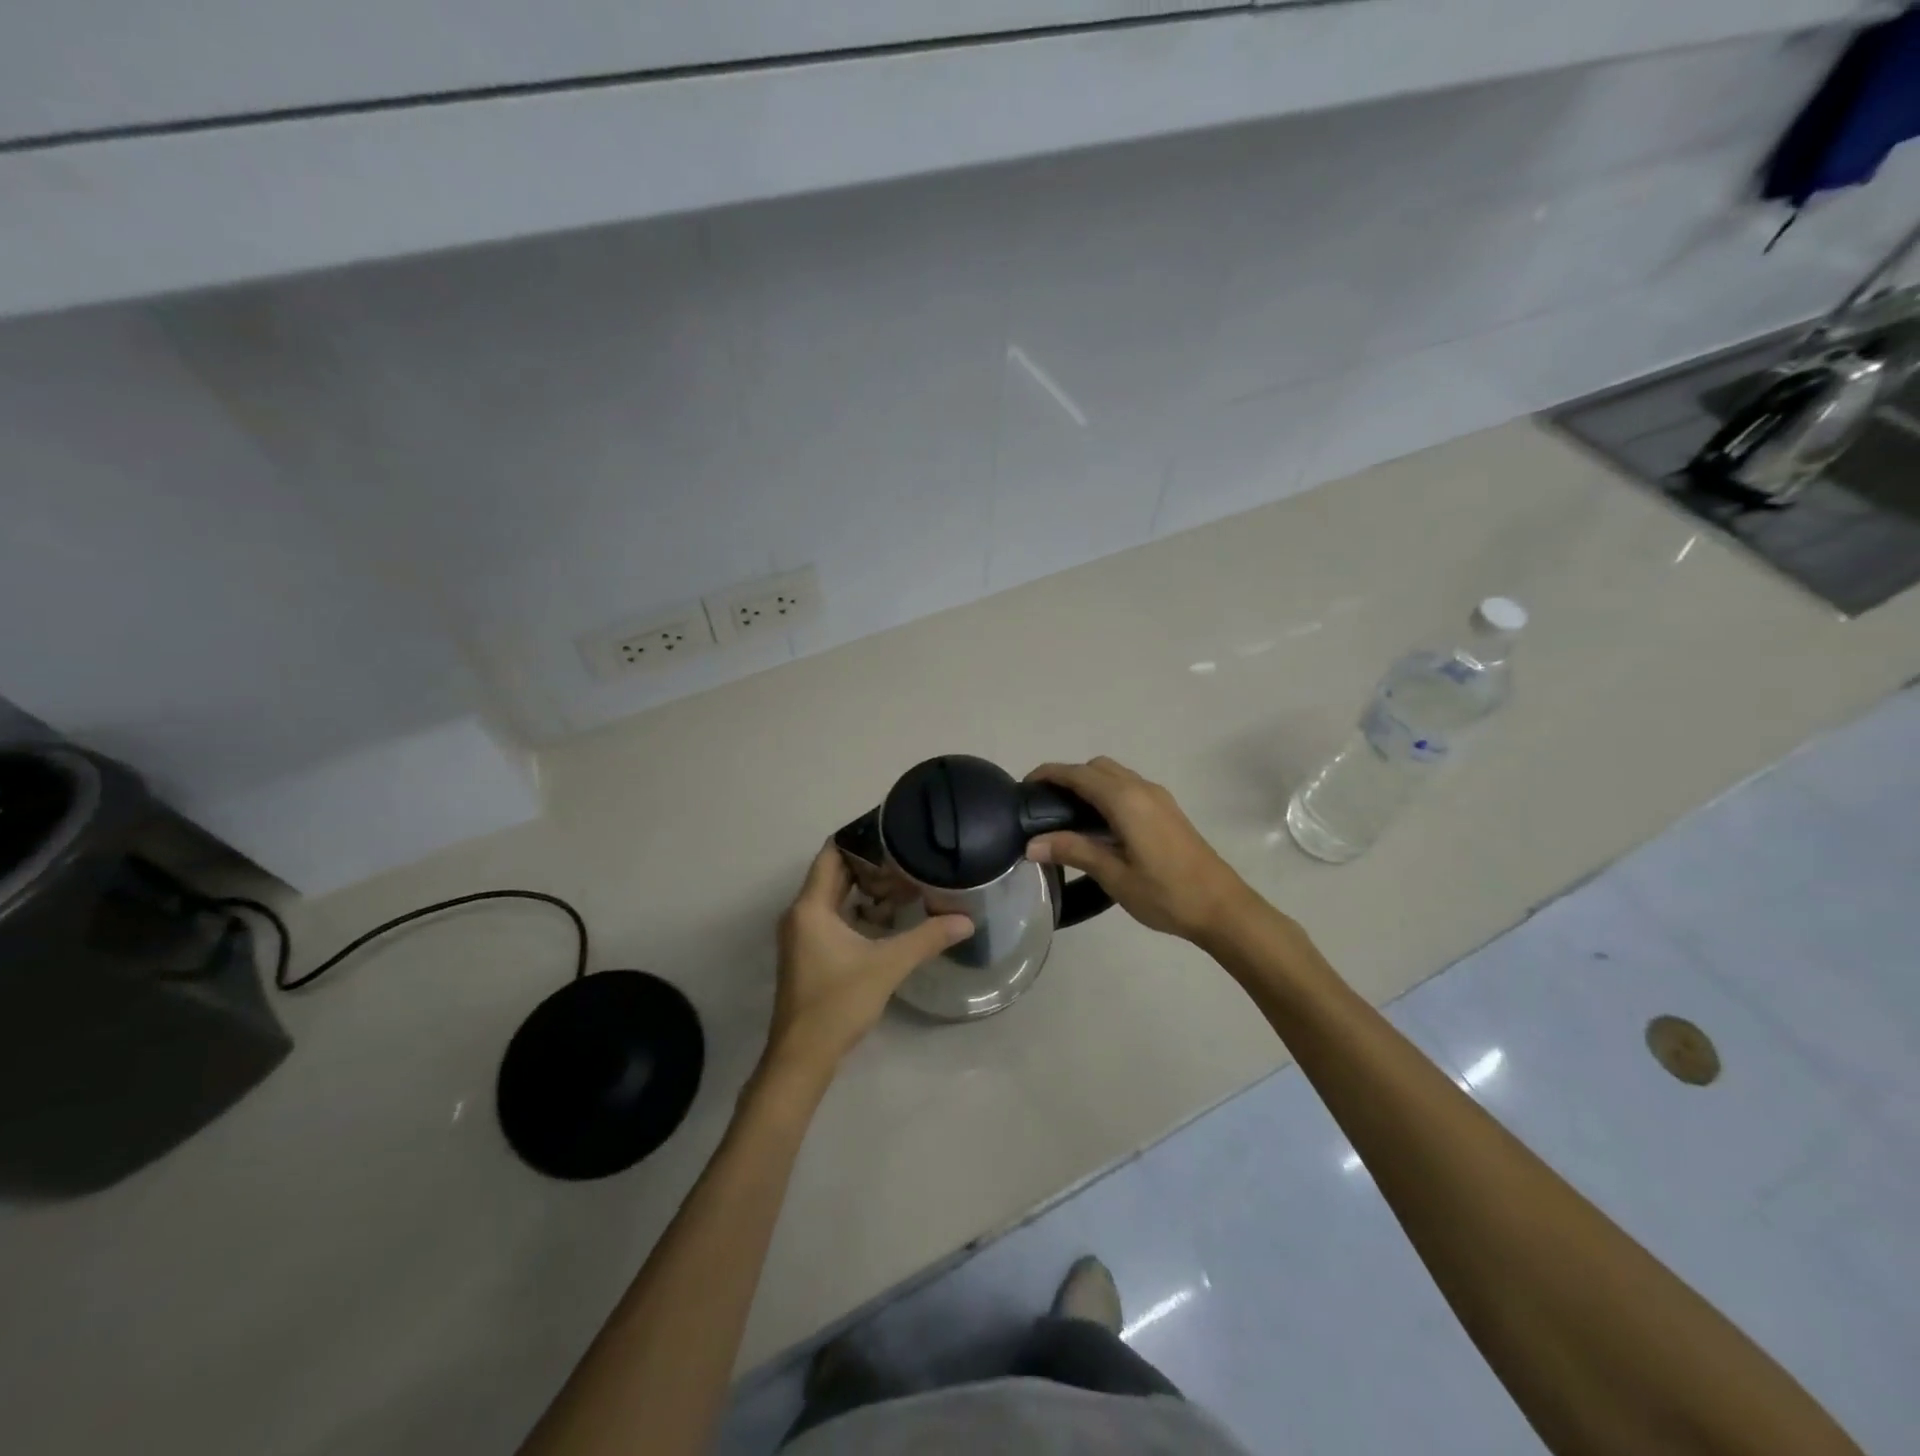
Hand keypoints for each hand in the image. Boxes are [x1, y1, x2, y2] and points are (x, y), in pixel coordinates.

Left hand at [763, 843, 972, 1081]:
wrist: (802, 1057)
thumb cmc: (838, 1002)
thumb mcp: (887, 966)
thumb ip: (926, 938)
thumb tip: (966, 920)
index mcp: (810, 907)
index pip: (831, 854)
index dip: (859, 838)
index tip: (891, 828)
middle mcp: (801, 913)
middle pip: (834, 873)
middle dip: (869, 863)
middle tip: (907, 853)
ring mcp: (803, 934)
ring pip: (834, 896)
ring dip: (865, 888)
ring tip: (905, 880)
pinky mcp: (809, 952)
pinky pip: (833, 916)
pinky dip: (858, 909)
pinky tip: (889, 916)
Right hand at [1025, 757, 1255, 943]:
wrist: (1222, 907)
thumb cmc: (1165, 893)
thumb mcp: (1114, 875)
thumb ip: (1073, 851)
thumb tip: (1032, 844)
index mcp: (1126, 800)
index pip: (1078, 774)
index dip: (1049, 774)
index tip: (1023, 787)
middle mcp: (1142, 788)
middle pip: (1096, 767)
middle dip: (1068, 777)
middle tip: (1045, 806)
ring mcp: (1158, 797)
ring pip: (1115, 775)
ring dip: (1089, 784)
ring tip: (1067, 817)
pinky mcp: (1167, 810)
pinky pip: (1128, 787)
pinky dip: (1107, 793)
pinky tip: (1099, 826)